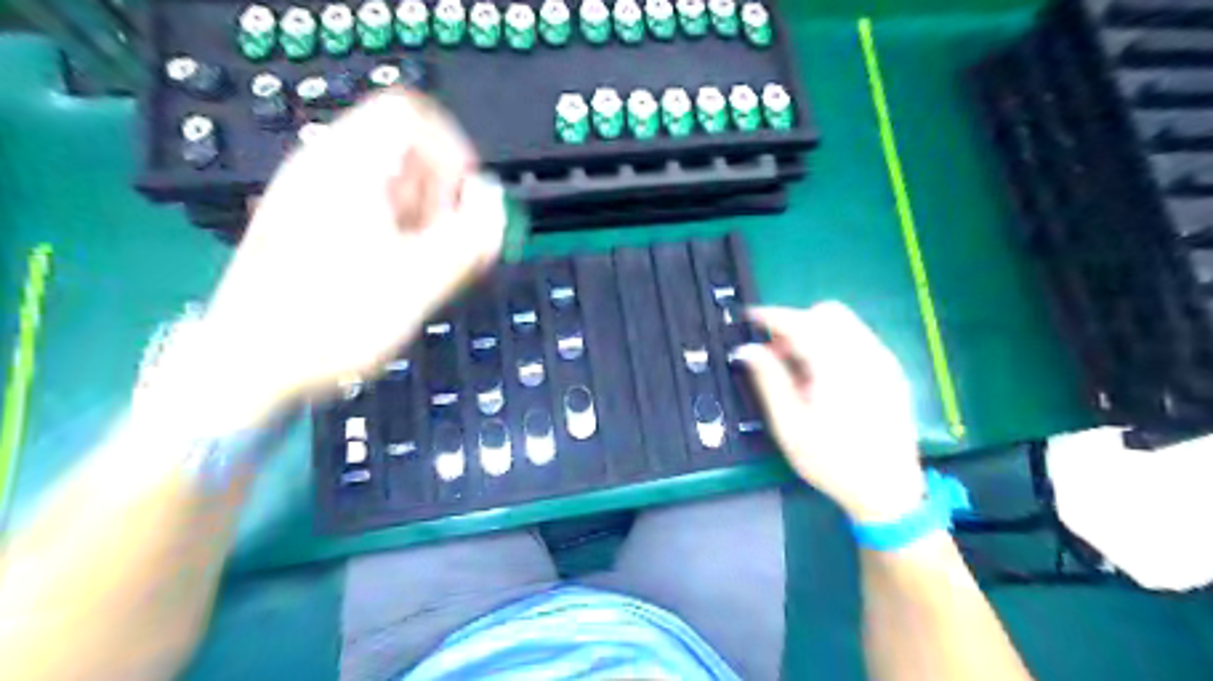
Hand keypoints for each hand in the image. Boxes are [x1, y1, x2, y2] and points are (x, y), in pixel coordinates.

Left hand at [159, 91, 503, 430]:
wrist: (247, 368)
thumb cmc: (330, 323)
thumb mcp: (417, 282)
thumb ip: (468, 238)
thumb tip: (493, 200)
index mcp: (347, 168)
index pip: (410, 115)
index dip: (451, 150)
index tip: (467, 200)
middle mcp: (325, 170)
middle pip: (403, 152)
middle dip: (441, 196)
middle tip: (450, 247)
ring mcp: (313, 199)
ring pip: (390, 184)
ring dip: (424, 219)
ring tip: (426, 269)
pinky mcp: (310, 227)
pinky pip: (370, 211)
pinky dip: (399, 234)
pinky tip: (400, 275)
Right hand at [733, 301, 924, 520]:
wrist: (889, 491)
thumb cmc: (832, 462)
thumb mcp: (790, 426)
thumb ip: (769, 381)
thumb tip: (747, 349)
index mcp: (838, 367)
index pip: (801, 322)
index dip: (772, 316)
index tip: (749, 318)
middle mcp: (866, 354)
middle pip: (827, 313)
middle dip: (796, 323)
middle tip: (776, 353)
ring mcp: (884, 361)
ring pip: (845, 323)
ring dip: (815, 332)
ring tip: (798, 368)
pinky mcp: (892, 371)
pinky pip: (858, 338)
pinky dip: (834, 343)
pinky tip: (824, 376)